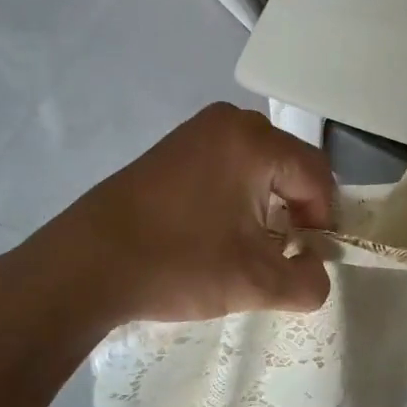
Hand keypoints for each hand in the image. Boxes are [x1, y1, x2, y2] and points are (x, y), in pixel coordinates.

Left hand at [0, 105, 336, 368]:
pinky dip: (237, 195)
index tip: (304, 259)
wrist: (84, 265)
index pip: (318, 177)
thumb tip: (316, 269)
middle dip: (295, 210)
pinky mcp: (173, 147)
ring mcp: (196, 131)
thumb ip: (309, 282)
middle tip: (279, 253)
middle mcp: (230, 122)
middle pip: (291, 166)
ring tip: (248, 245)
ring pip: (261, 165)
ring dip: (267, 204)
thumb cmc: (178, 264)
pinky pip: (229, 164)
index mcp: (255, 142)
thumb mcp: (256, 284)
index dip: (322, 222)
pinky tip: (216, 230)